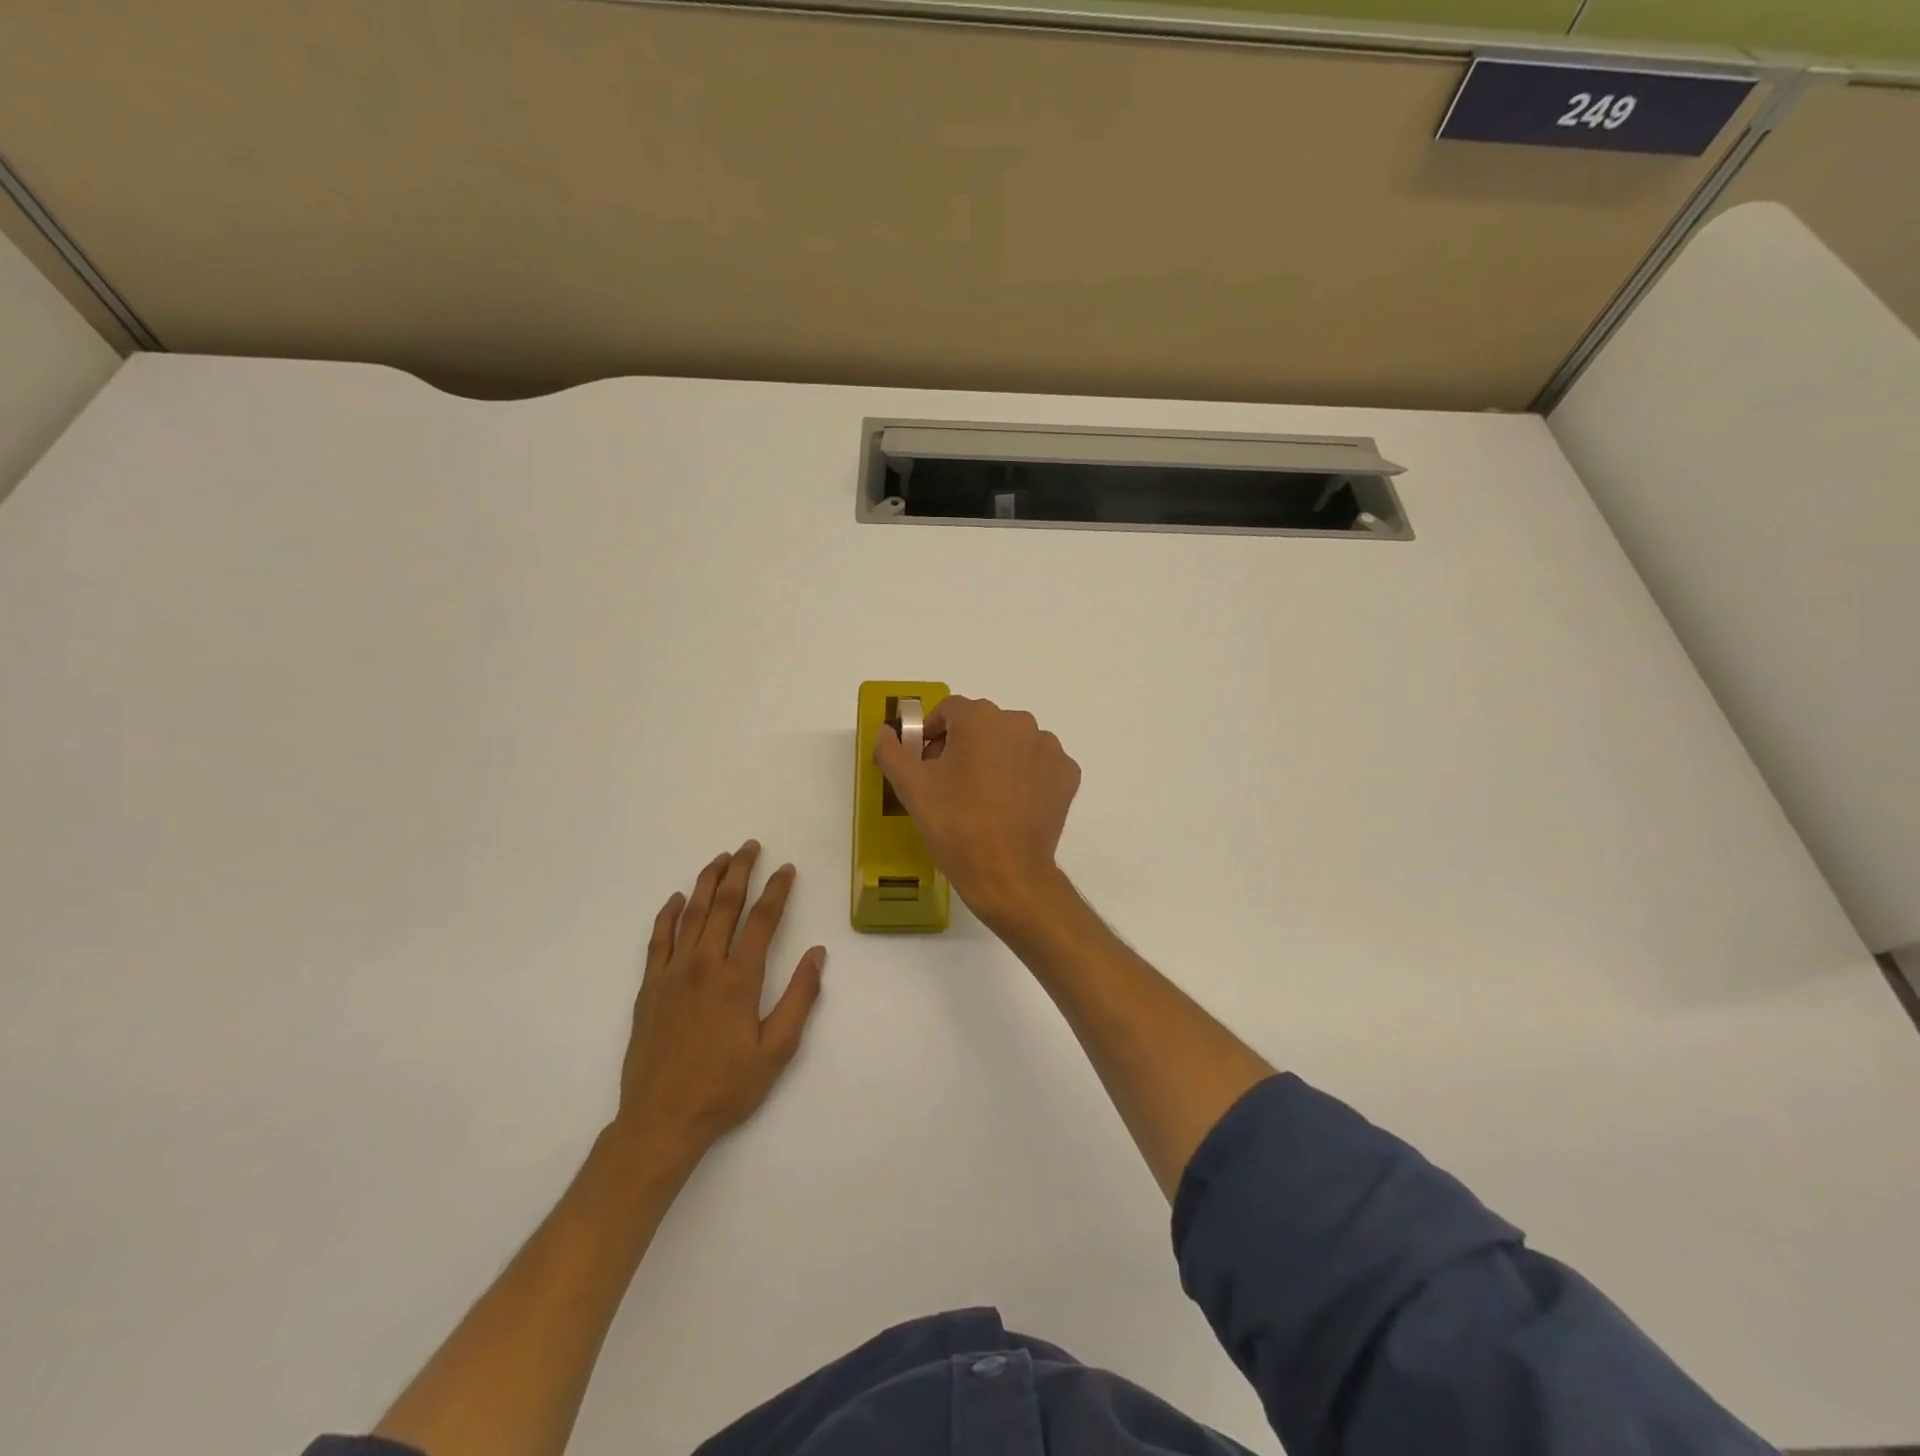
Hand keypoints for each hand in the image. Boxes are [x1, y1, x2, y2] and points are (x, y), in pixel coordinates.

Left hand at [612, 841, 825, 1168]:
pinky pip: (658, 940)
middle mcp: (705, 965)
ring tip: (720, 859)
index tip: (786, 868)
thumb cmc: (726, 1088)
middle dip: (740, 871)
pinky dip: (668, 915)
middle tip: (750, 846)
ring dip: (707, 882)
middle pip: (724, 904)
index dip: (777, 890)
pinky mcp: (649, 988)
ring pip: (691, 914)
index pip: (762, 920)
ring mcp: (672, 973)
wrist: (661, 1121)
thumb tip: (817, 954)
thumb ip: (800, 998)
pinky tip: (676, 899)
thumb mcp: (777, 1050)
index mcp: (739, 979)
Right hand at [872, 696, 1080, 928]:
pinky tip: (1011, 805)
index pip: (949, 711)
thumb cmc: (955, 824)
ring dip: (996, 758)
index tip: (926, 764)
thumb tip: (886, 731)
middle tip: (950, 784)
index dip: (932, 734)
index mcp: (981, 718)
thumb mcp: (911, 787)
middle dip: (964, 746)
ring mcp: (1049, 748)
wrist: (1006, 873)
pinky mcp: (1067, 774)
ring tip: (983, 797)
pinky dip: (1025, 776)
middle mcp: (1020, 722)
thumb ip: (891, 751)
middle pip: (983, 725)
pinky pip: (1038, 765)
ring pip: (1013, 743)